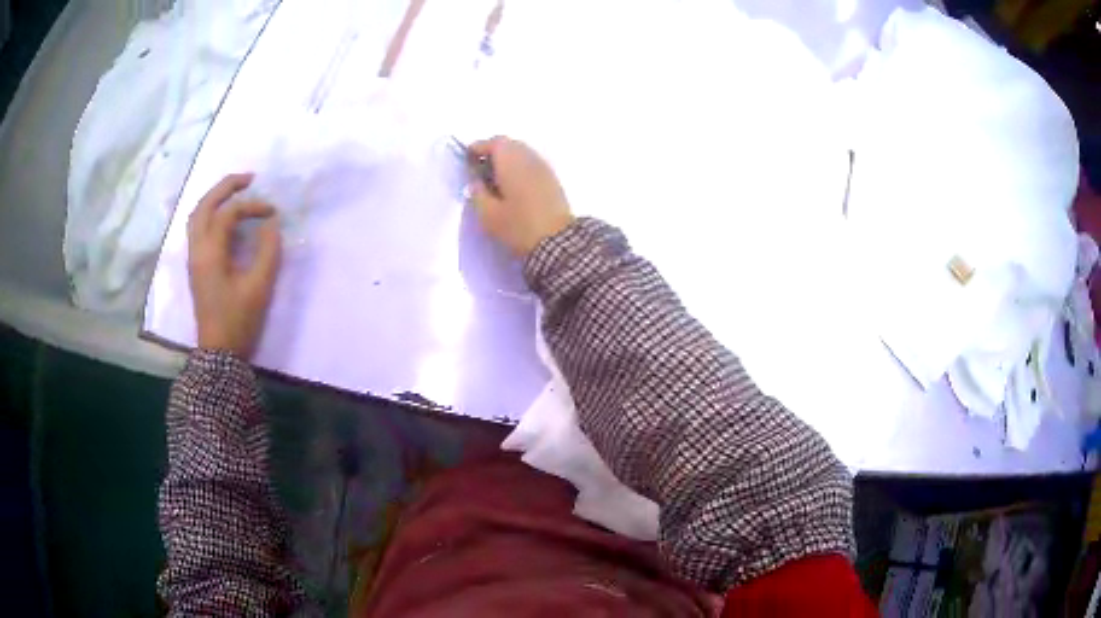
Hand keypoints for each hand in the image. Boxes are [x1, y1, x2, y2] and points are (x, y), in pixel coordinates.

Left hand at [187, 174, 281, 358]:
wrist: (219, 353)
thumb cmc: (239, 320)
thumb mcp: (259, 286)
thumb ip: (268, 250)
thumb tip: (271, 224)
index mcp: (210, 252)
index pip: (229, 213)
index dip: (252, 207)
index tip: (273, 213)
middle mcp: (197, 249)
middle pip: (204, 205)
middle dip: (225, 187)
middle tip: (249, 179)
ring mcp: (193, 258)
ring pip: (197, 216)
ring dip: (215, 198)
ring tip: (235, 192)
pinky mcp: (195, 266)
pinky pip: (197, 228)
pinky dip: (210, 214)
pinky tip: (224, 217)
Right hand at [469, 137, 573, 256]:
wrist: (558, 241)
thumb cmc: (518, 226)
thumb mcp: (488, 214)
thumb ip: (477, 193)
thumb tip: (476, 181)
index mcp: (511, 161)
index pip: (493, 143)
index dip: (478, 148)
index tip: (468, 159)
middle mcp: (528, 157)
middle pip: (509, 144)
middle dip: (493, 152)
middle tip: (480, 169)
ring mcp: (543, 167)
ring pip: (521, 153)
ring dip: (507, 160)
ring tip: (495, 179)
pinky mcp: (552, 179)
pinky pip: (531, 164)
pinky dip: (519, 168)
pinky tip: (513, 186)